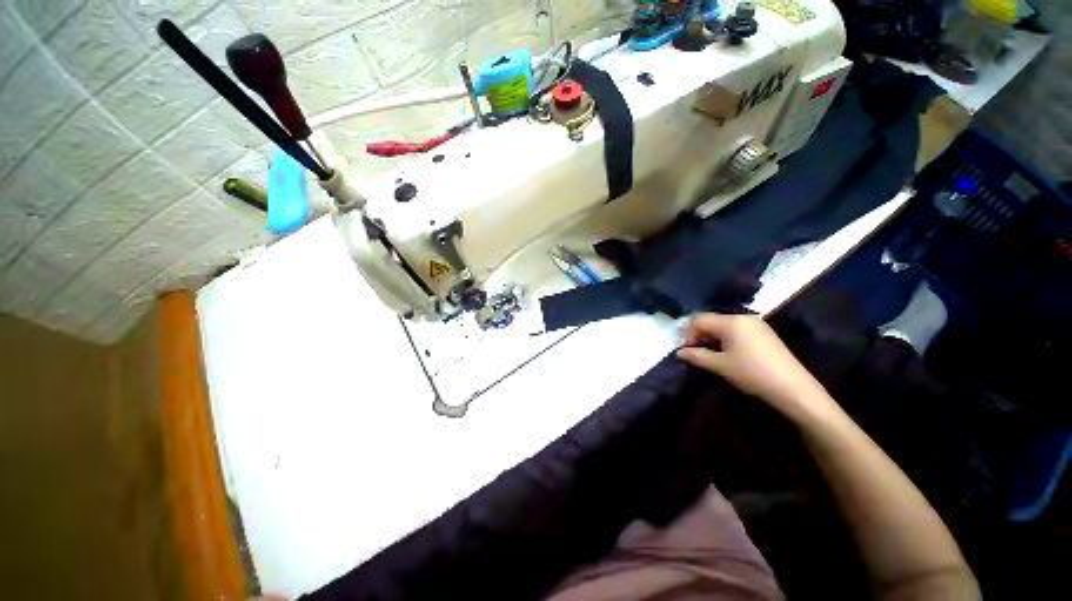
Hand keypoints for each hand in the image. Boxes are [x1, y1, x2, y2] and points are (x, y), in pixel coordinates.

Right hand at [677, 313, 832, 420]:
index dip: (688, 334)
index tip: (685, 351)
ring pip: (723, 326)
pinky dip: (725, 340)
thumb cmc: (752, 373)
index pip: (699, 319)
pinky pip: (736, 331)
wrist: (793, 389)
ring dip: (711, 338)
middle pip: (711, 320)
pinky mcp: (764, 334)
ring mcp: (756, 325)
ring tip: (709, 356)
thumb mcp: (720, 365)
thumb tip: (679, 352)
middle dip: (699, 335)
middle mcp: (743, 317)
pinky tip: (726, 355)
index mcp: (731, 321)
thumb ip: (696, 356)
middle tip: (694, 354)